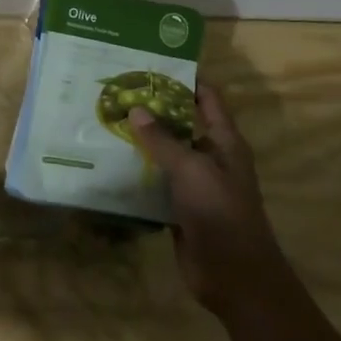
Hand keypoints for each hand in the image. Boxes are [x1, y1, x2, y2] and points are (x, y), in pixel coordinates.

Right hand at [128, 84, 291, 315]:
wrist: (234, 276)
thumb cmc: (220, 213)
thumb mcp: (191, 170)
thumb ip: (163, 140)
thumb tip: (137, 108)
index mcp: (224, 142)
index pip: (207, 98)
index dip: (185, 78)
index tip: (151, 64)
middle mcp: (211, 158)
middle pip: (182, 124)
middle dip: (154, 109)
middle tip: (117, 92)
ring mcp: (195, 185)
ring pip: (167, 155)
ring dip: (142, 142)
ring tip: (106, 122)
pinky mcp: (179, 208)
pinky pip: (157, 183)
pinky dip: (138, 174)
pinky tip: (110, 165)